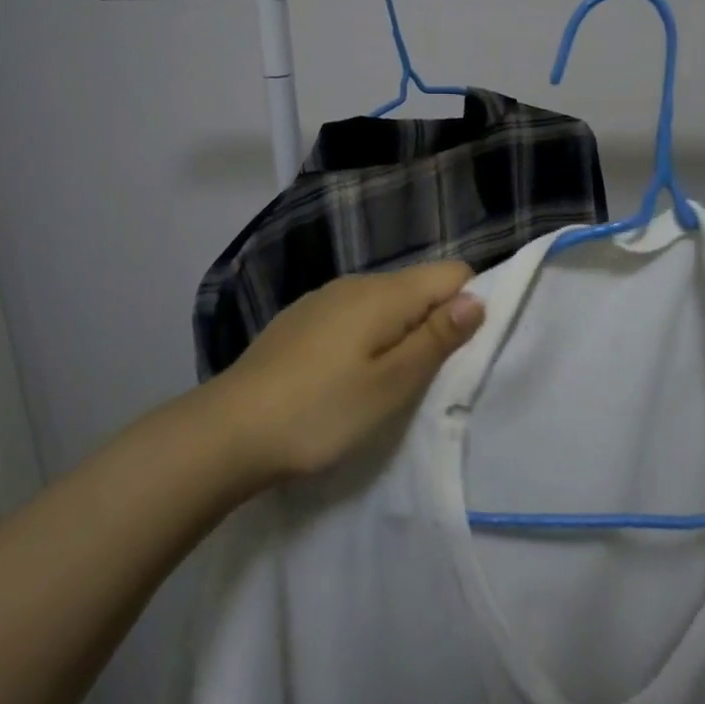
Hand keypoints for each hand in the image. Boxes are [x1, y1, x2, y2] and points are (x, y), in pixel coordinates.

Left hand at [212, 261, 486, 479]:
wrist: (227, 430)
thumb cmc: (320, 411)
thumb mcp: (390, 384)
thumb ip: (436, 338)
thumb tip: (477, 299)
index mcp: (384, 293)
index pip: (452, 272)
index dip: (470, 304)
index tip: (463, 351)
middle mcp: (355, 283)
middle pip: (418, 287)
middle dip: (435, 324)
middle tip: (427, 379)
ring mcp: (323, 299)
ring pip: (384, 304)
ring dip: (400, 334)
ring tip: (388, 384)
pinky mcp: (301, 320)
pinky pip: (353, 317)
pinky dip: (367, 339)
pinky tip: (347, 378)